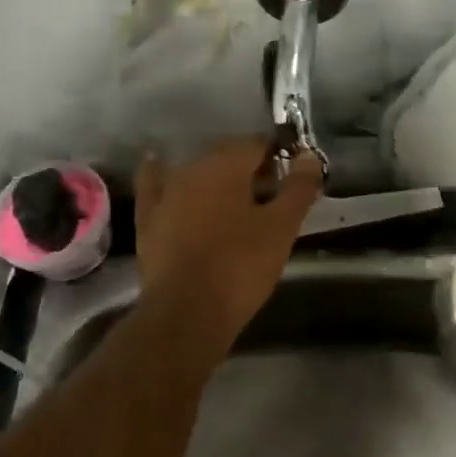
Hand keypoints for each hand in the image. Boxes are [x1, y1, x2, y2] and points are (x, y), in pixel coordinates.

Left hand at [135, 138, 321, 344]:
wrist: (187, 312)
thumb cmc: (241, 266)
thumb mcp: (282, 228)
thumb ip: (298, 188)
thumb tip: (308, 156)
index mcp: (227, 164)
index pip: (257, 144)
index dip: (276, 158)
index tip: (289, 182)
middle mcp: (192, 168)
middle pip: (226, 156)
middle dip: (248, 170)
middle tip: (268, 199)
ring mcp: (165, 192)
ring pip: (196, 172)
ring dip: (215, 180)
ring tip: (233, 204)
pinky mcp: (147, 218)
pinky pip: (154, 185)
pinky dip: (159, 175)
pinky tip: (157, 166)